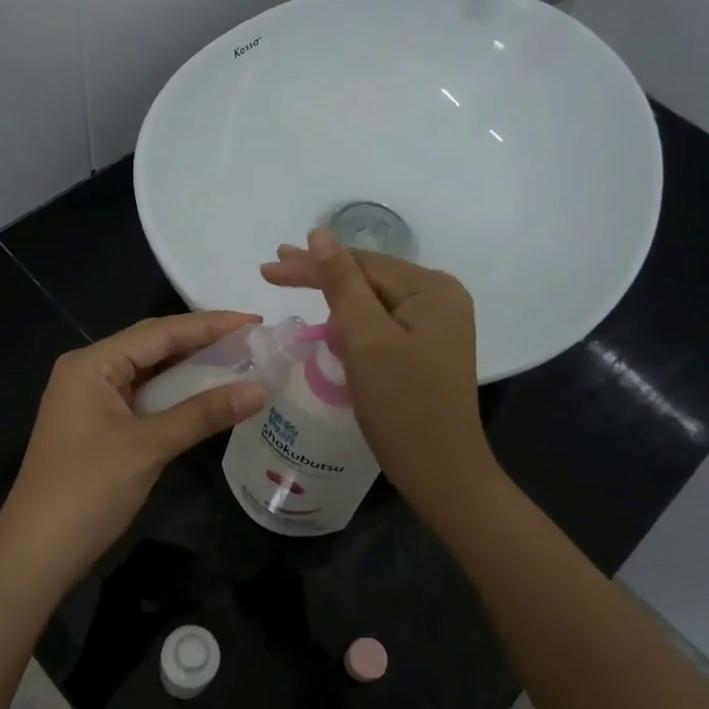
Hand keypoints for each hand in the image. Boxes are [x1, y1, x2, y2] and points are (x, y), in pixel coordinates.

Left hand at [0, 312, 266, 588]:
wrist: (36, 553)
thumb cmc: (88, 490)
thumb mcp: (148, 447)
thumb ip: (203, 414)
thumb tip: (259, 390)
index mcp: (92, 363)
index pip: (160, 331)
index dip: (210, 325)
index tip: (255, 321)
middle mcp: (89, 371)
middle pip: (153, 346)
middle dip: (202, 342)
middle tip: (253, 341)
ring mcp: (91, 400)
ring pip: (150, 373)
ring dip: (191, 370)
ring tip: (240, 363)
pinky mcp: (97, 426)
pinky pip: (144, 398)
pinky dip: (176, 396)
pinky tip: (207, 397)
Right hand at [261, 231, 493, 510]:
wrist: (441, 473)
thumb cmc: (402, 404)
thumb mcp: (365, 338)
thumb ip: (341, 283)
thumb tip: (320, 235)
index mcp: (432, 289)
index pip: (361, 264)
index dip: (312, 264)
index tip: (267, 267)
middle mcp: (440, 299)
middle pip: (368, 278)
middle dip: (320, 275)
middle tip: (272, 269)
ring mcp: (436, 326)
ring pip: (373, 301)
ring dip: (333, 296)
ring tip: (293, 284)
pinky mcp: (426, 351)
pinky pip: (381, 323)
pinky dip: (351, 321)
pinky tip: (329, 320)